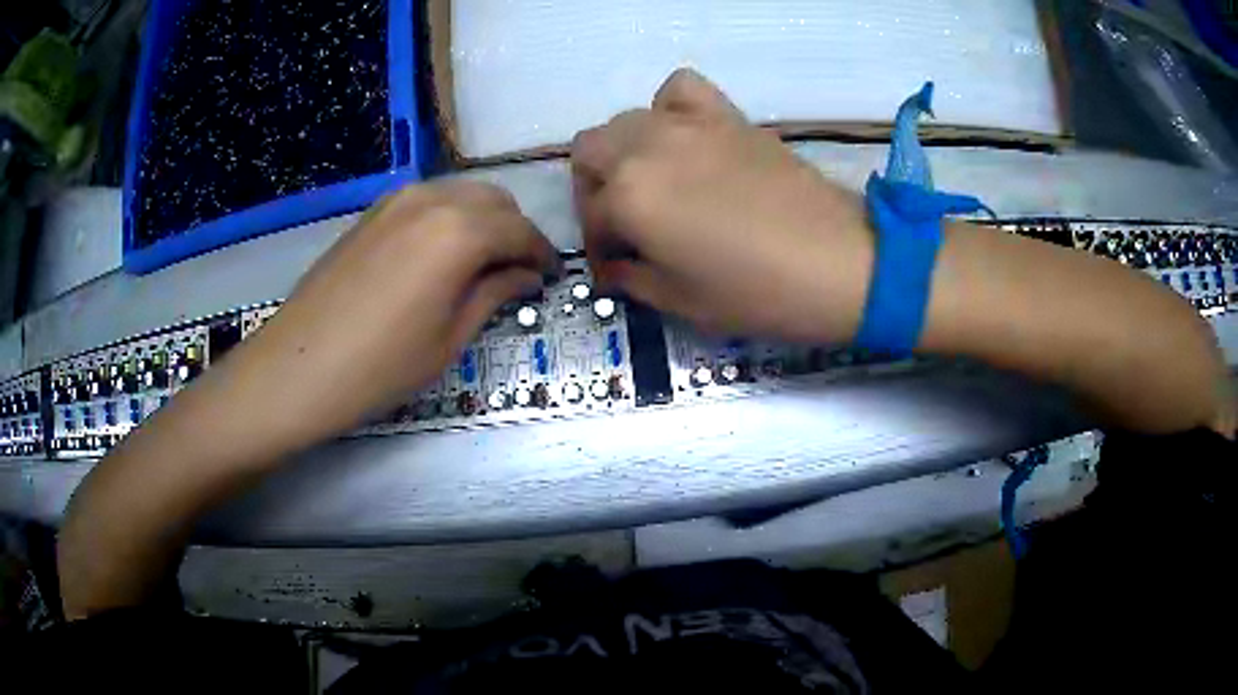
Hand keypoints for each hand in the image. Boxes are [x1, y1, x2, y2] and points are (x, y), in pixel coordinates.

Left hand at [211, 180, 557, 448]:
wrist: (298, 367)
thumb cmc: (380, 366)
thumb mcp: (450, 338)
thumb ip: (495, 294)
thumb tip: (526, 275)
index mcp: (461, 231)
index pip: (521, 231)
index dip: (543, 255)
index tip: (551, 278)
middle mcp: (433, 199)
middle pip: (495, 200)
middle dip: (515, 232)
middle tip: (517, 273)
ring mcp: (397, 200)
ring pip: (462, 194)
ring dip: (483, 221)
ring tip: (482, 265)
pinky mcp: (373, 213)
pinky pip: (429, 201)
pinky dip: (450, 219)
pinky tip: (441, 256)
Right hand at [571, 69, 873, 342]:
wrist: (838, 263)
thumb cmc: (758, 293)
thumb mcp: (681, 301)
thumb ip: (632, 279)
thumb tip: (614, 267)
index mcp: (629, 197)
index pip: (592, 218)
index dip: (599, 249)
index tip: (615, 269)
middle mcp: (646, 147)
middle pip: (590, 152)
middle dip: (596, 191)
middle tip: (624, 224)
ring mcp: (688, 124)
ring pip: (626, 120)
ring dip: (625, 151)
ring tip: (652, 182)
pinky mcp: (726, 115)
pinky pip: (680, 89)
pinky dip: (670, 108)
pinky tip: (685, 138)